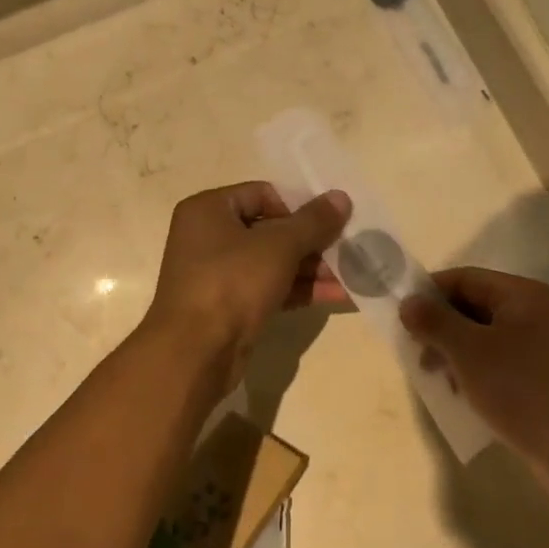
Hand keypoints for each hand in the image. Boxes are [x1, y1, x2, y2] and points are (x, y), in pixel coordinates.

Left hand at [145, 182, 350, 385]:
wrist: (195, 353)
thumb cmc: (231, 282)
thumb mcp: (278, 246)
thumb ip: (313, 221)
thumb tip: (341, 197)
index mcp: (208, 210)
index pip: (261, 194)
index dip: (297, 206)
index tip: (328, 222)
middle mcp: (209, 237)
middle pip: (270, 230)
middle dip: (312, 241)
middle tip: (348, 247)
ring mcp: (218, 275)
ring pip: (273, 263)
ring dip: (312, 268)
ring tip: (353, 273)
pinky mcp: (230, 308)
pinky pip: (271, 289)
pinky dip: (300, 290)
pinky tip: (339, 294)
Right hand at [401, 269, 548, 483]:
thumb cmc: (522, 389)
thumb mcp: (469, 352)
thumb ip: (434, 322)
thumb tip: (408, 302)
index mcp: (521, 295)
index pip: (464, 278)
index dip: (430, 293)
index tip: (401, 316)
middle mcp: (535, 312)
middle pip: (474, 306)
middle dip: (441, 328)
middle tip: (416, 354)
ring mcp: (542, 346)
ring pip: (484, 337)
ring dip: (455, 353)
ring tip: (437, 379)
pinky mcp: (543, 376)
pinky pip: (499, 362)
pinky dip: (476, 372)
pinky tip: (463, 395)